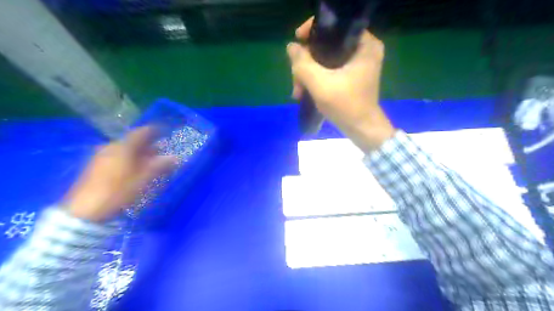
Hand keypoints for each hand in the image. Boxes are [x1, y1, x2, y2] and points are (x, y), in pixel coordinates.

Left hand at [64, 127, 176, 221]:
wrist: (85, 211)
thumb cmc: (118, 192)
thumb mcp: (143, 179)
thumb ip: (159, 166)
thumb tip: (175, 157)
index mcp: (123, 147)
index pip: (141, 132)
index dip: (154, 131)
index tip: (165, 132)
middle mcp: (111, 147)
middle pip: (133, 142)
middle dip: (148, 146)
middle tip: (161, 152)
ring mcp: (101, 156)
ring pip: (125, 150)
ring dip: (139, 153)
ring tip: (150, 163)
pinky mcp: (96, 166)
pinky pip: (117, 156)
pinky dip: (129, 159)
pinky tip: (134, 169)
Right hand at [287, 18, 395, 152]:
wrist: (361, 130)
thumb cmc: (346, 106)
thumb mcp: (320, 84)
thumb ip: (303, 63)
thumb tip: (291, 47)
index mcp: (365, 44)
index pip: (336, 25)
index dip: (313, 30)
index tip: (297, 40)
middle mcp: (363, 50)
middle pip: (327, 45)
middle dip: (307, 62)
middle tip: (296, 81)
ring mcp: (357, 64)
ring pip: (324, 59)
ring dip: (308, 74)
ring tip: (298, 92)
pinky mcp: (350, 76)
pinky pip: (328, 70)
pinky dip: (316, 79)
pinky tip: (304, 92)